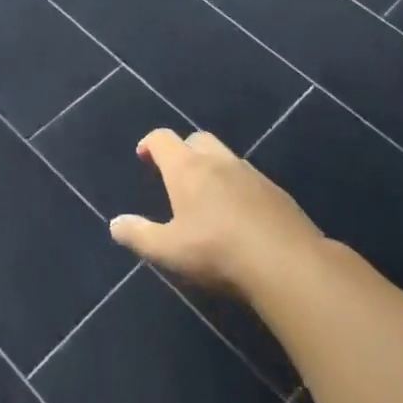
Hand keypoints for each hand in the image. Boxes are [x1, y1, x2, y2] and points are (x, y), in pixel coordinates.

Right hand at [109, 128, 324, 296]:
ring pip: (226, 157)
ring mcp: (251, 174)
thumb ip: (139, 235)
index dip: (150, 143)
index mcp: (186, 169)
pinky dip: (238, 187)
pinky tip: (240, 215)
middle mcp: (218, 162)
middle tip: (176, 174)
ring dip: (213, 168)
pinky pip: (250, 179)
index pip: (163, 139)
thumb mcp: (168, 250)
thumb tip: (115, 224)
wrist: (287, 263)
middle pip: (197, 139)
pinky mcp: (277, 193)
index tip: (144, 157)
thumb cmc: (217, 251)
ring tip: (208, 197)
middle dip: (183, 149)